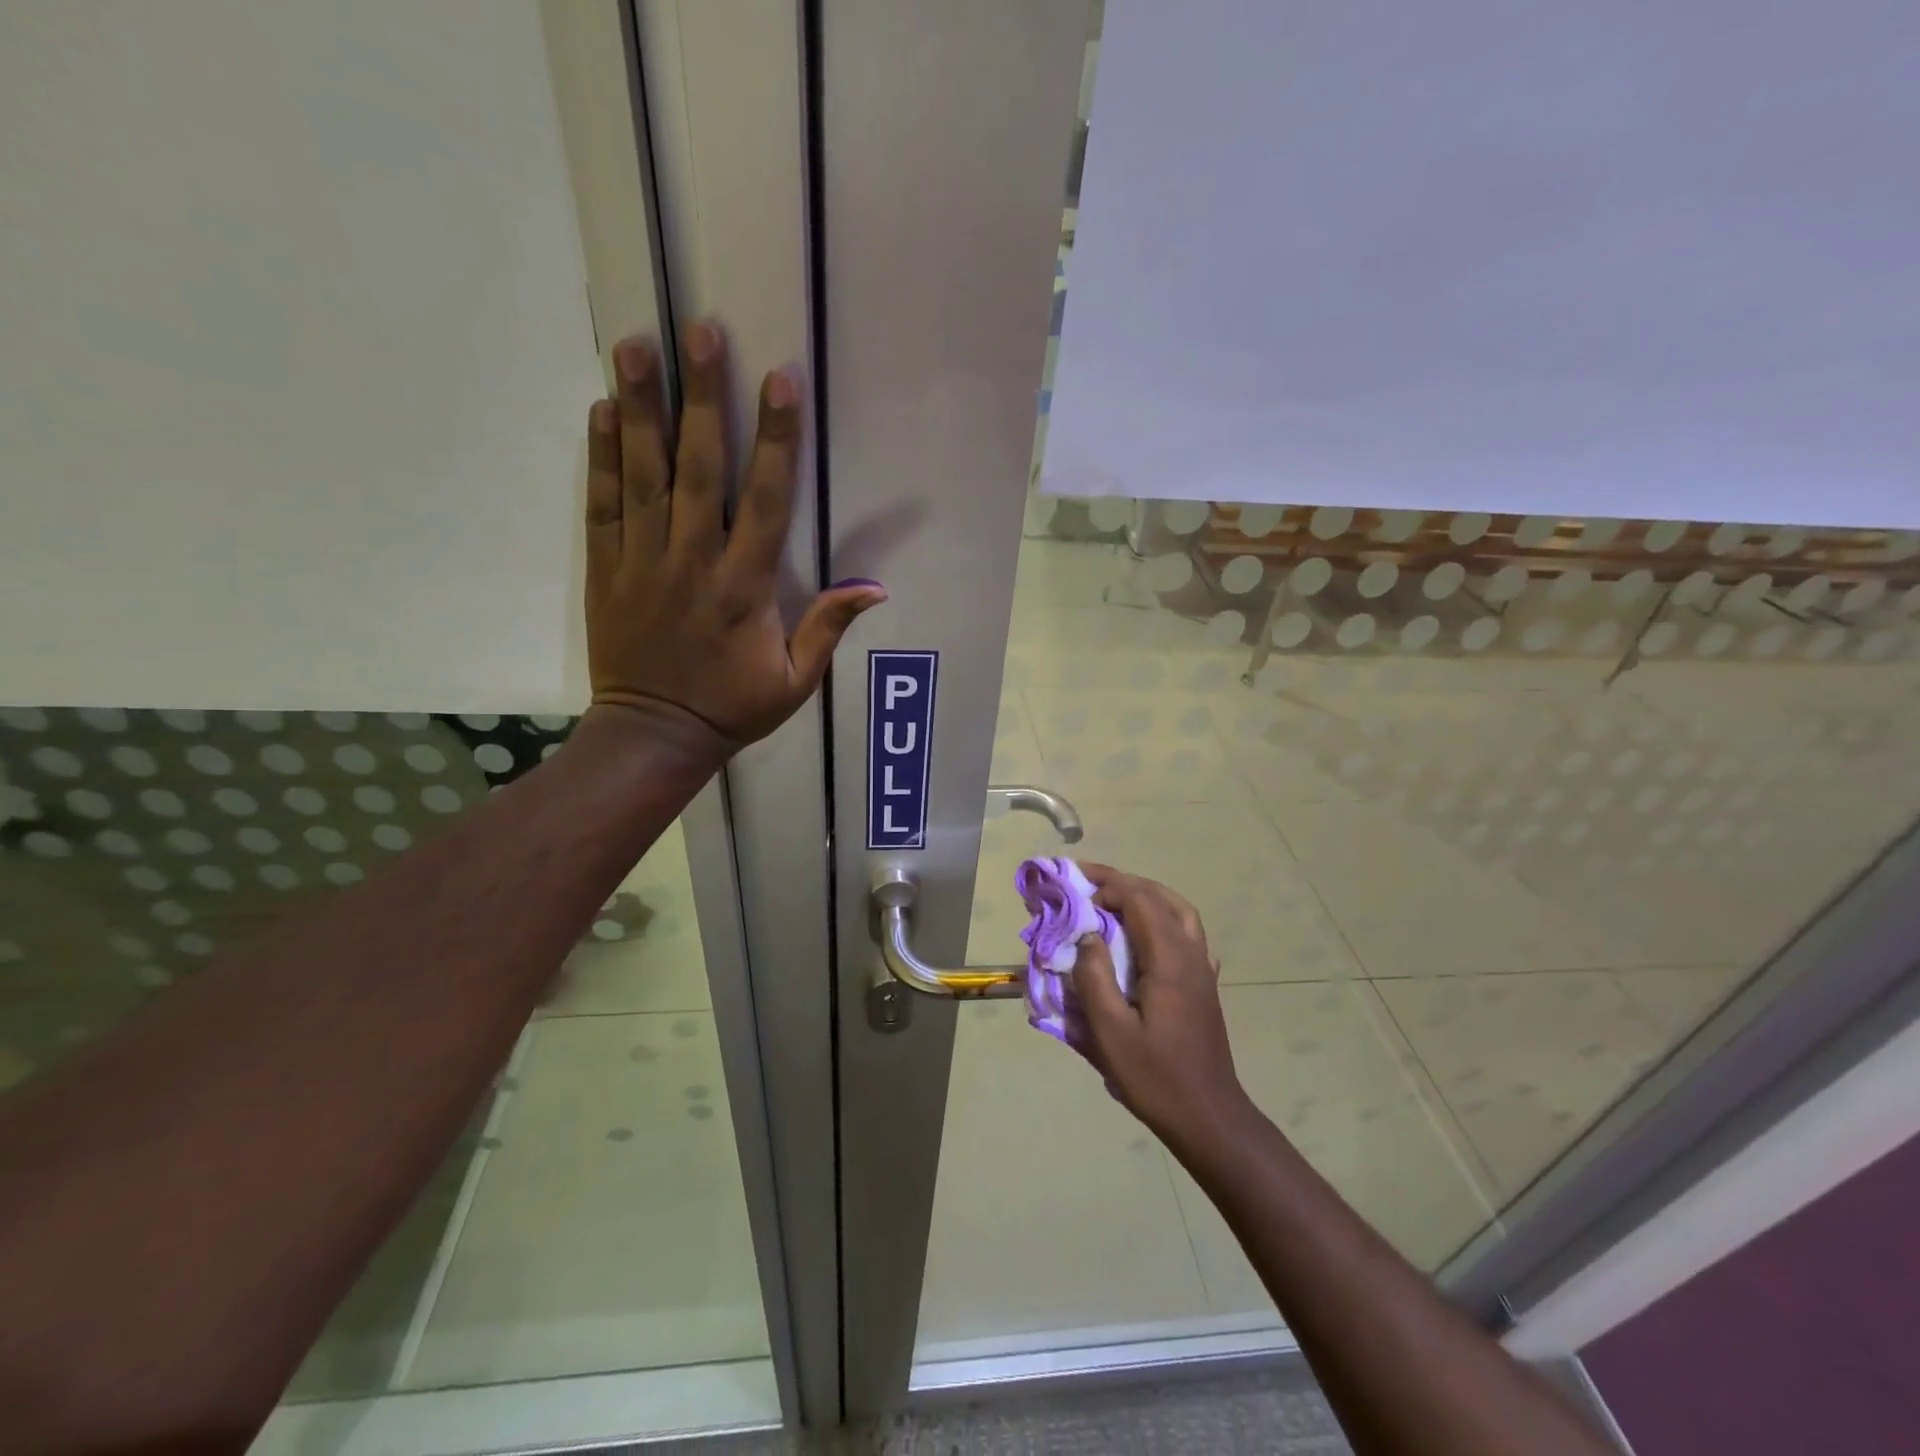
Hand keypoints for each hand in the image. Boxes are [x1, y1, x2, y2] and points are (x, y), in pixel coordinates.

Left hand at [585, 323, 885, 745]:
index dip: (774, 439)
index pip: (763, 500)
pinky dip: (601, 457)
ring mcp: (642, 561)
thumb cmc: (733, 707)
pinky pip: (602, 505)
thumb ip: (828, 627)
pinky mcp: (606, 569)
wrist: (654, 734)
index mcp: (744, 587)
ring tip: (637, 346)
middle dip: (702, 397)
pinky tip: (603, 411)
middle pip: (697, 468)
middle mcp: (692, 561)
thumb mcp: (796, 680)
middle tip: (699, 331)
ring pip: (642, 474)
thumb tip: (876, 588)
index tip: (780, 380)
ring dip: (640, 408)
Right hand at [1070, 865, 1252, 1149]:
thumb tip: (1088, 936)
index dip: (1107, 886)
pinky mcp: (1204, 984)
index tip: (1074, 884)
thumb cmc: (1155, 1077)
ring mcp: (1202, 968)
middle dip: (1123, 882)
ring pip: (1178, 911)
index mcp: (1169, 961)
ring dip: (1145, 895)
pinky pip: (1186, 932)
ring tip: (1113, 898)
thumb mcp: (1110, 1033)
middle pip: (1160, 898)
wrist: (1209, 1116)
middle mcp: (1191, 955)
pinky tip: (1144, 934)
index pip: (1139, 901)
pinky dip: (1161, 917)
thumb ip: (1094, 978)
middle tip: (1088, 880)